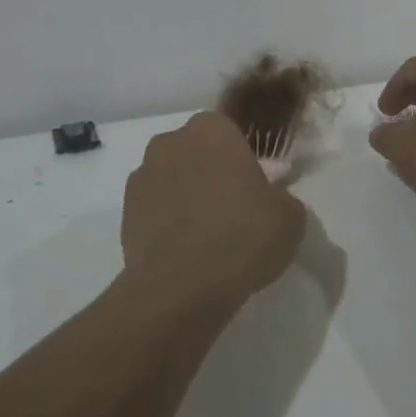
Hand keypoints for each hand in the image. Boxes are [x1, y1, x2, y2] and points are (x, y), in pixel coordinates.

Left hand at [121, 111, 307, 308]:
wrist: (181, 287)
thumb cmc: (242, 236)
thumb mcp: (290, 216)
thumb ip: (282, 196)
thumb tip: (273, 197)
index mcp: (212, 129)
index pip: (230, 132)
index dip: (243, 159)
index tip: (254, 188)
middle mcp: (171, 142)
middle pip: (197, 152)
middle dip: (211, 172)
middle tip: (233, 209)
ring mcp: (143, 175)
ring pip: (173, 178)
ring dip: (187, 195)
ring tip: (207, 235)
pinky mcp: (125, 211)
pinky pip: (155, 208)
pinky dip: (167, 221)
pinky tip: (185, 250)